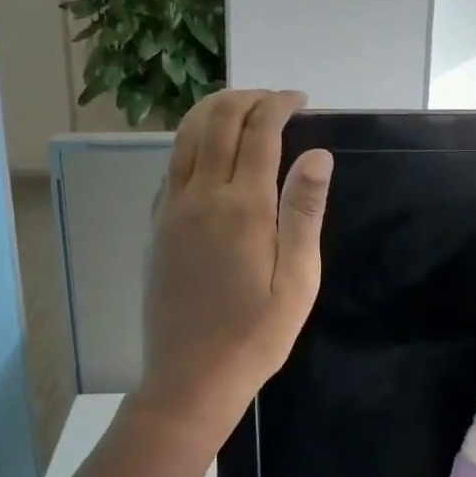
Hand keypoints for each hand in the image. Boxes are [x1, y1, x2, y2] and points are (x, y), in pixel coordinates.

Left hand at [137, 89, 333, 437]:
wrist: (191, 377)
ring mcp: (172, 209)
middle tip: (272, 99)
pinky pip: (171, 165)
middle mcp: (202, 196)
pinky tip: (208, 151)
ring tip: (240, 108)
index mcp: (243, 207)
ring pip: (186, 137)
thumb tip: (318, 155)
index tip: (299, 100)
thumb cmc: (256, 334)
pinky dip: (190, 141)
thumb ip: (304, 212)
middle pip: (217, 122)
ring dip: (213, 111)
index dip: (279, 105)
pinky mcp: (157, 226)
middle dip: (246, 98)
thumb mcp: (298, 279)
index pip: (259, 132)